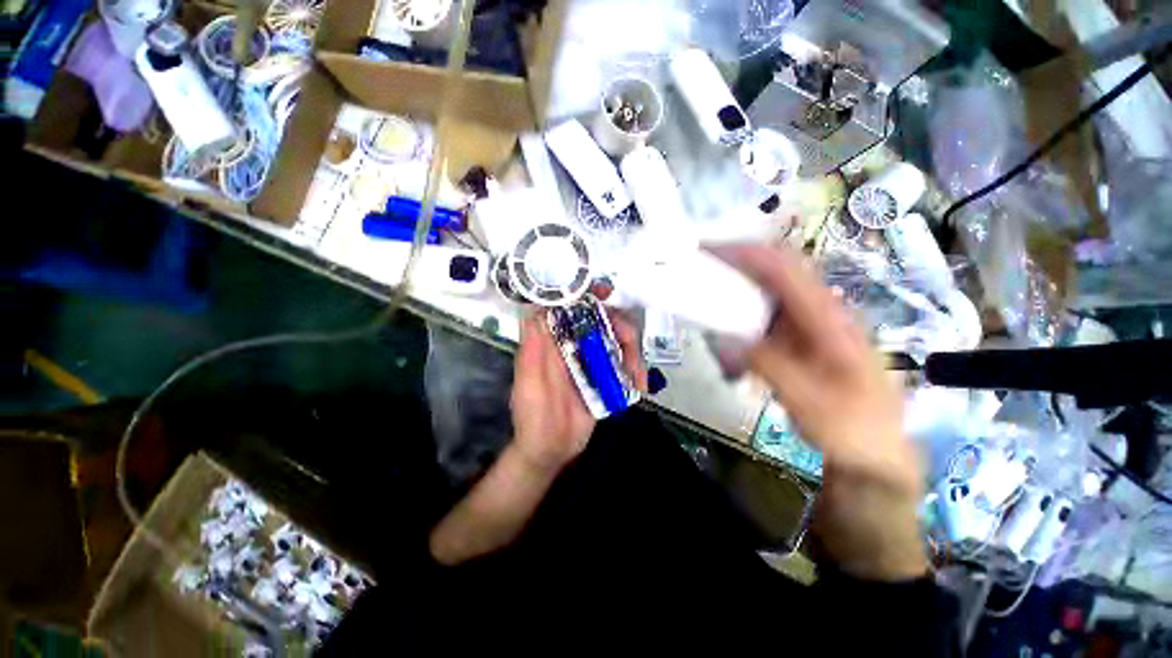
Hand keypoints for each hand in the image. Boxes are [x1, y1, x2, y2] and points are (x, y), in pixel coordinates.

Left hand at [510, 310, 645, 472]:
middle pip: (600, 321)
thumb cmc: (534, 417)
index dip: (586, 295)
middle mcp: (573, 346)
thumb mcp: (529, 383)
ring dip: (632, 352)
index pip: (569, 309)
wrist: (551, 451)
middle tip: (629, 341)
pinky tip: (640, 385)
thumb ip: (533, 349)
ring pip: (616, 340)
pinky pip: (624, 364)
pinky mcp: (605, 377)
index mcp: (552, 342)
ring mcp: (591, 361)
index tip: (605, 292)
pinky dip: (636, 370)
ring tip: (637, 376)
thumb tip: (535, 308)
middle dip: (619, 326)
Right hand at [717, 244, 925, 580]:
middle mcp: (818, 313)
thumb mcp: (810, 401)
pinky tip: (726, 343)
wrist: (874, 453)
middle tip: (697, 272)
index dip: (747, 253)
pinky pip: (761, 320)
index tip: (708, 251)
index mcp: (829, 319)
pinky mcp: (796, 341)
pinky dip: (738, 322)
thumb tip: (730, 337)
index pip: (785, 269)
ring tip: (706, 306)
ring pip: (764, 295)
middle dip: (735, 266)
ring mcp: (807, 326)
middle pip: (773, 273)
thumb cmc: (852, 428)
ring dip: (734, 295)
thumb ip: (770, 364)